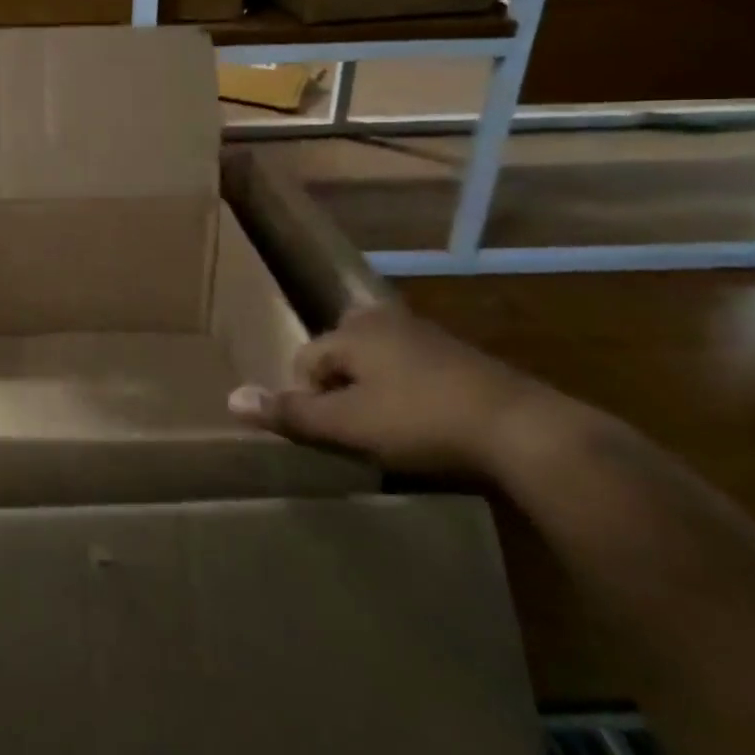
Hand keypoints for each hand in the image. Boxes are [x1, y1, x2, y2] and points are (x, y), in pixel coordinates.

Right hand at [228, 305, 559, 475]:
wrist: (524, 430)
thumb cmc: (422, 421)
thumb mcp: (348, 425)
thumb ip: (290, 413)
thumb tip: (230, 399)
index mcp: (353, 330)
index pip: (306, 361)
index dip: (310, 400)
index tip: (334, 435)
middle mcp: (385, 320)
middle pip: (341, 357)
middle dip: (341, 391)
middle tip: (358, 431)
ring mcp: (426, 335)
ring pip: (378, 363)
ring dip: (375, 393)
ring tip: (392, 433)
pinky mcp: (461, 357)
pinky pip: (413, 371)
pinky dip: (409, 394)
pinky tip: (428, 426)